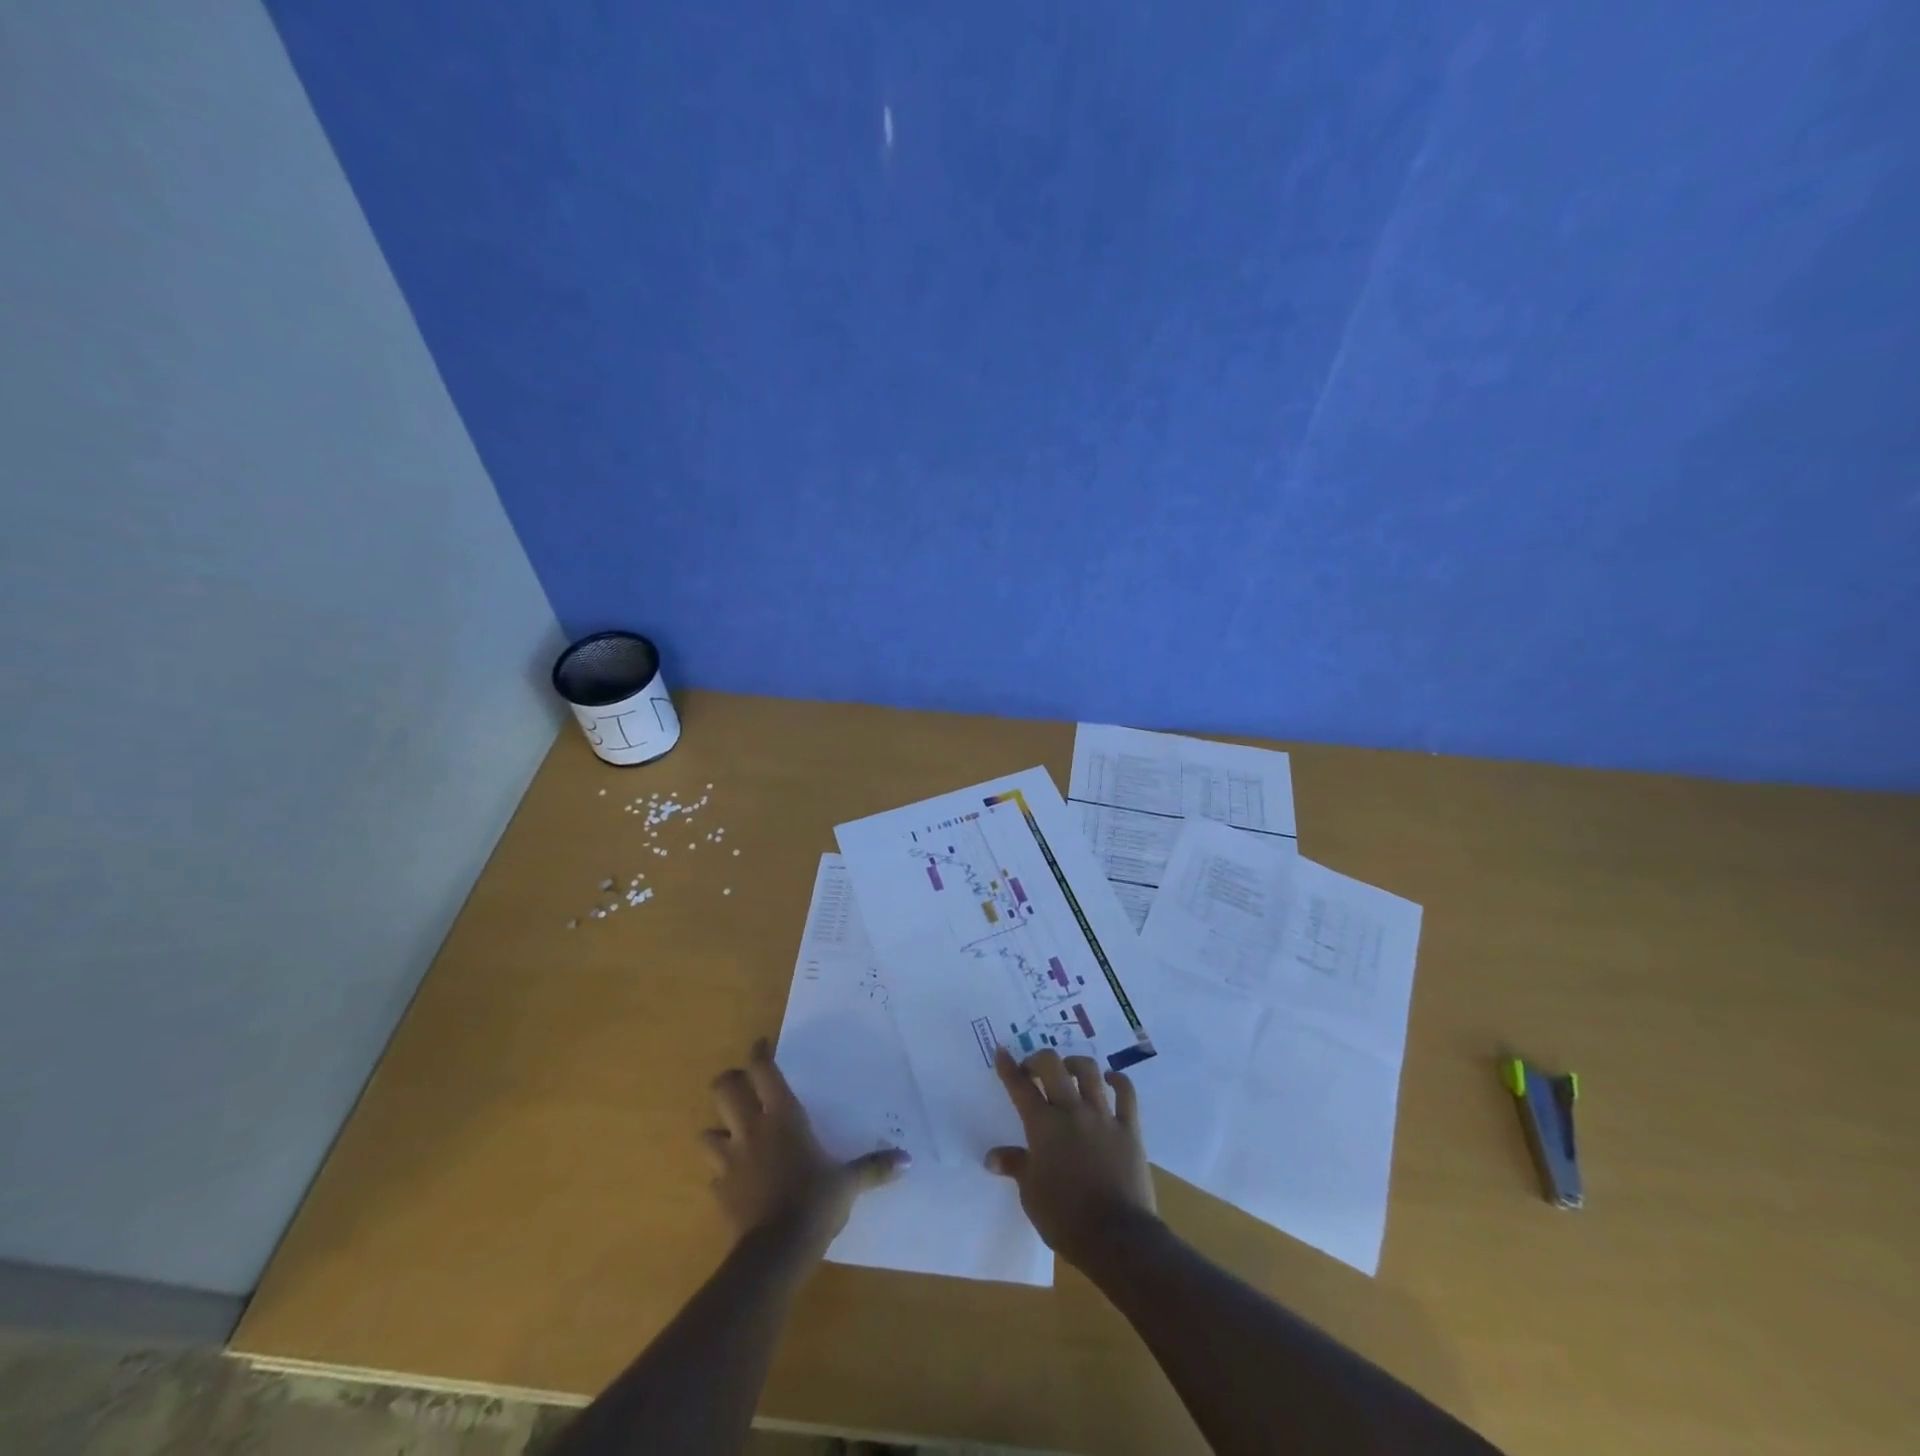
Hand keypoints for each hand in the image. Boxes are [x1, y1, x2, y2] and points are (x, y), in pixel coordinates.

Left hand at [702, 1039, 909, 1254]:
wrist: (775, 1252)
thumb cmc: (814, 1202)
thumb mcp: (848, 1184)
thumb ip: (874, 1168)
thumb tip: (908, 1159)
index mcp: (782, 1116)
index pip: (763, 1071)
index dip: (759, 1053)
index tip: (761, 1045)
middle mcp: (751, 1129)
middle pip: (725, 1088)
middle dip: (729, 1082)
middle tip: (743, 1084)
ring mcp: (730, 1160)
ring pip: (708, 1131)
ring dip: (717, 1129)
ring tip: (731, 1133)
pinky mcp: (719, 1191)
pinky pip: (713, 1173)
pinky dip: (721, 1172)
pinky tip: (734, 1178)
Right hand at [986, 1047, 1157, 1266]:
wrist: (1116, 1237)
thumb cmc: (1065, 1218)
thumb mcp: (1030, 1194)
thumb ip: (1015, 1165)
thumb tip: (991, 1157)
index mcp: (1043, 1126)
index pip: (1020, 1087)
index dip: (1008, 1067)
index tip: (1002, 1051)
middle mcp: (1071, 1111)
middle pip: (1053, 1065)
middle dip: (1039, 1059)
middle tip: (1034, 1070)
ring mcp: (1102, 1116)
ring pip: (1089, 1070)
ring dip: (1075, 1064)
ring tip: (1069, 1070)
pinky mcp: (1129, 1128)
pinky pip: (1126, 1093)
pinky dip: (1118, 1081)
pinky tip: (1111, 1079)